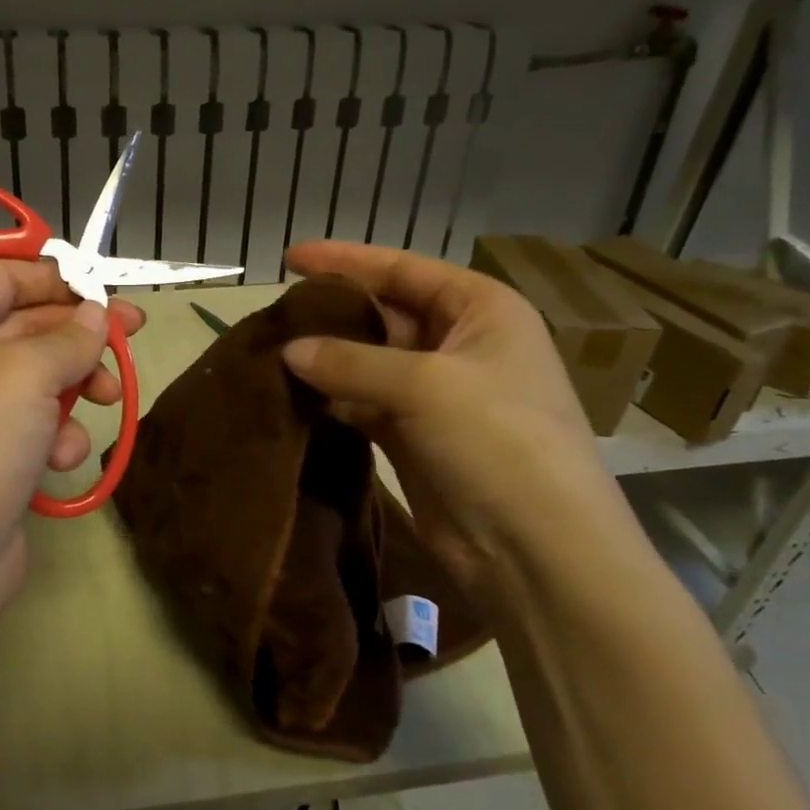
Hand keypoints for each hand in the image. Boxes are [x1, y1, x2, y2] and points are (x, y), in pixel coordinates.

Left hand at [0, 261, 145, 630]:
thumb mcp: (29, 372)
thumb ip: (70, 336)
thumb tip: (95, 314)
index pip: (4, 277)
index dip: (54, 277)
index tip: (104, 288)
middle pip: (30, 327)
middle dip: (80, 335)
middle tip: (134, 336)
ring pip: (42, 379)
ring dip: (76, 387)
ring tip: (106, 399)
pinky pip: (37, 427)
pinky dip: (57, 436)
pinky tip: (61, 459)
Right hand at [279, 241, 634, 608]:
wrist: (536, 551)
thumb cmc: (497, 440)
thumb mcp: (424, 385)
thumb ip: (350, 361)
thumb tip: (288, 351)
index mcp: (481, 310)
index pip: (403, 269)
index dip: (346, 260)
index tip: (289, 258)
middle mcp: (461, 344)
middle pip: (385, 314)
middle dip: (333, 313)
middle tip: (275, 313)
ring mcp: (439, 395)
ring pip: (370, 362)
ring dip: (327, 359)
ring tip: (273, 351)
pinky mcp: (417, 437)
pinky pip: (365, 404)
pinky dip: (333, 400)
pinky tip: (294, 395)